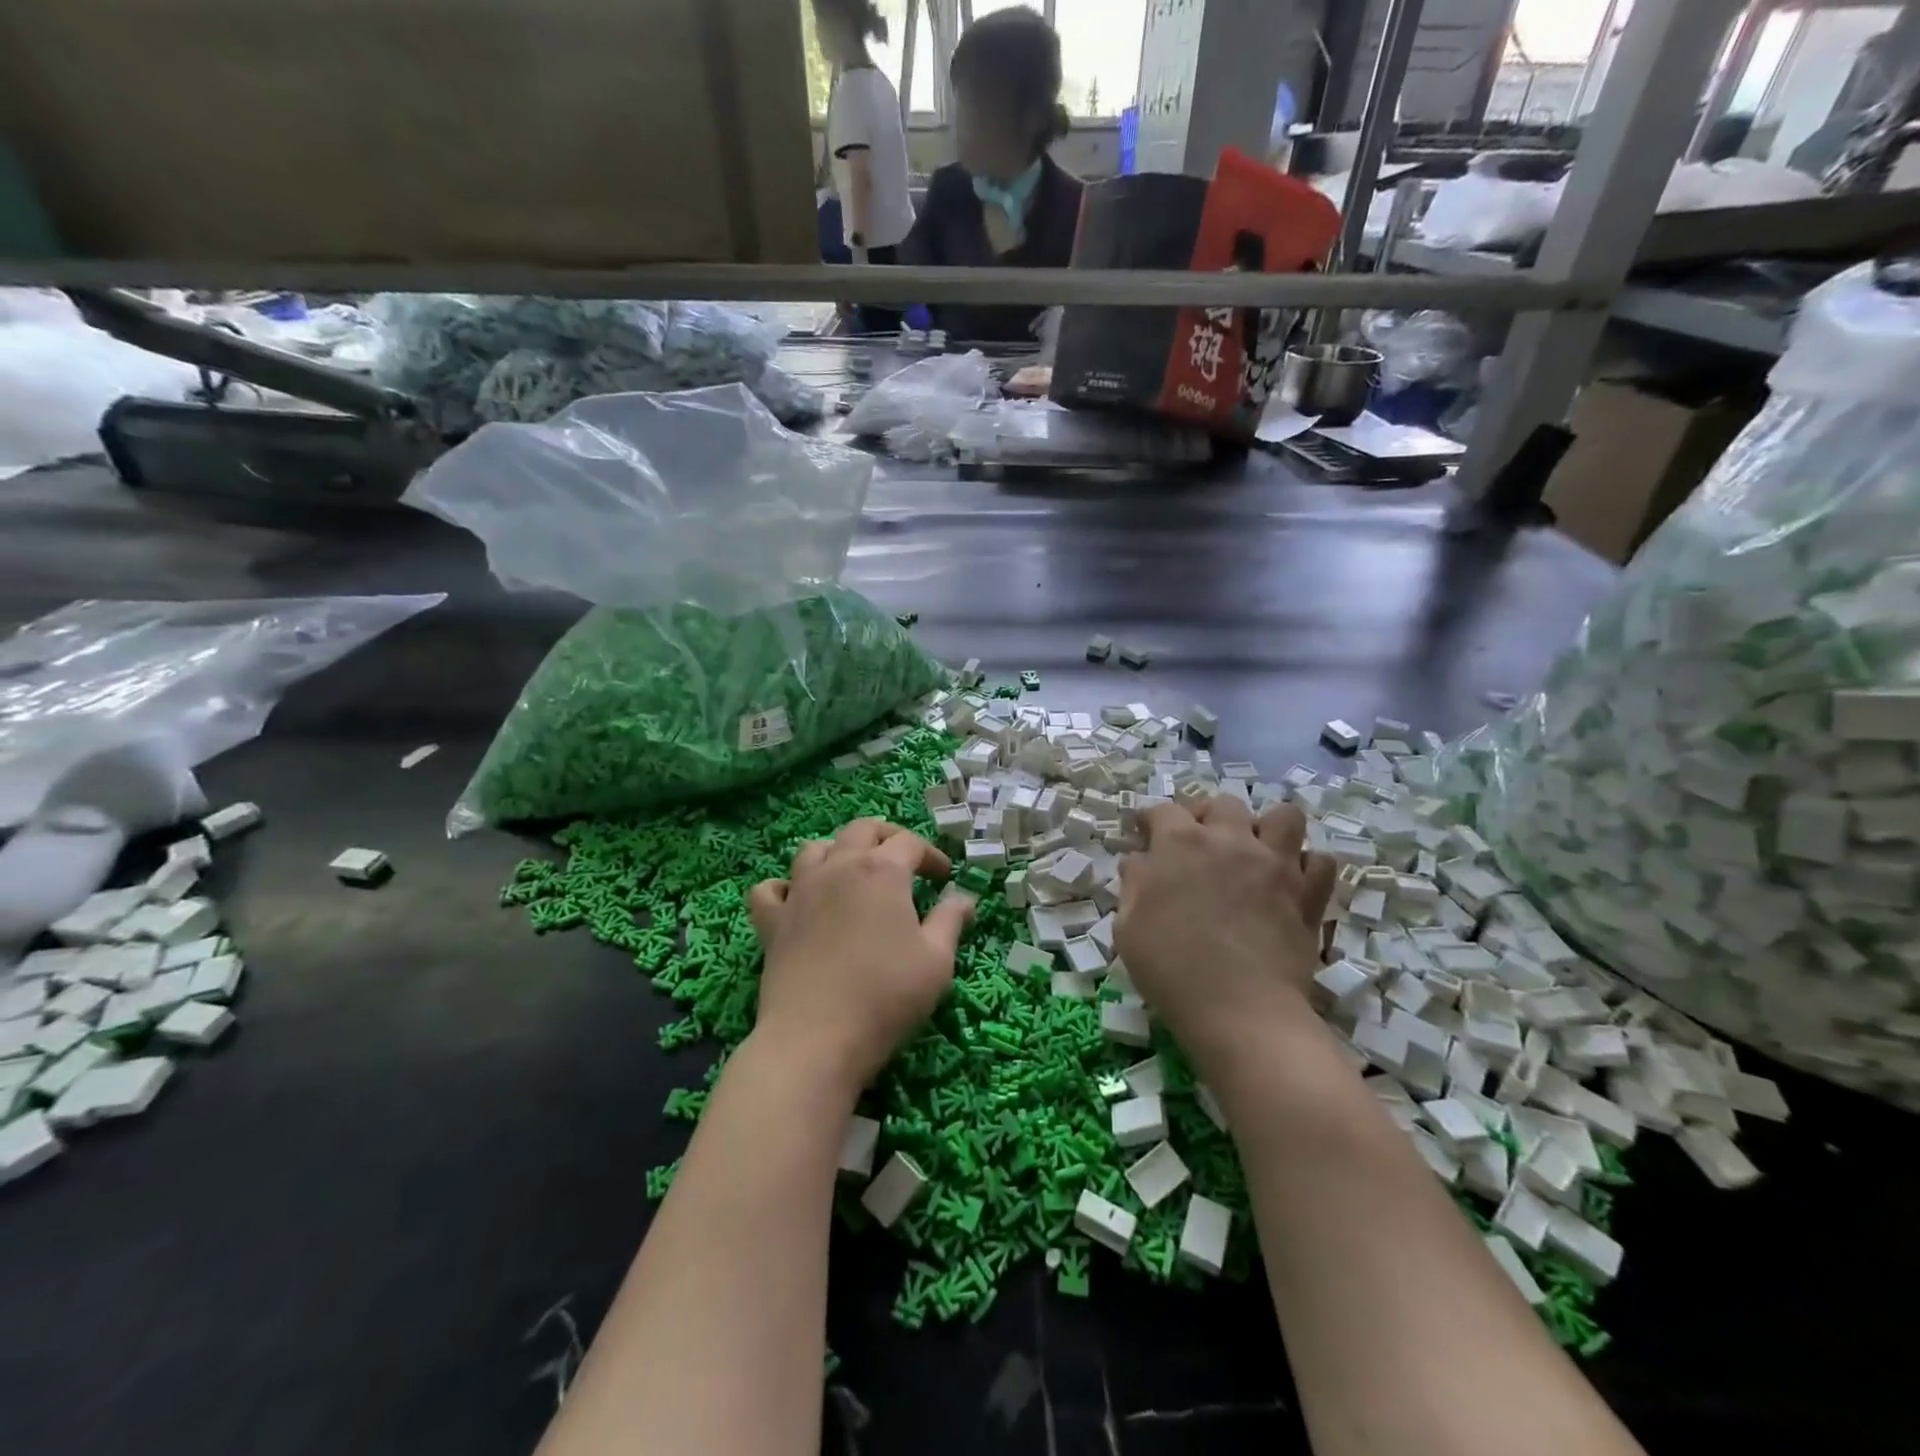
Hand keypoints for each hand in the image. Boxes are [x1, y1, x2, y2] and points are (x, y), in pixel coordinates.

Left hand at [747, 818, 974, 1094]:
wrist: (816, 1039)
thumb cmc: (886, 996)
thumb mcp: (937, 961)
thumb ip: (951, 921)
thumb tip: (963, 897)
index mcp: (882, 871)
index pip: (910, 843)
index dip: (932, 855)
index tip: (945, 877)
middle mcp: (838, 867)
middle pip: (861, 830)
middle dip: (887, 837)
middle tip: (904, 861)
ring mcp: (800, 892)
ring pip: (814, 849)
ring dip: (837, 851)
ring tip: (852, 872)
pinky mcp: (772, 922)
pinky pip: (770, 889)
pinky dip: (784, 887)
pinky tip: (797, 901)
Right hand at [1116, 797, 1336, 1066]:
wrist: (1240, 1009)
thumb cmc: (1171, 968)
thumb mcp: (1128, 926)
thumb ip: (1135, 883)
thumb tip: (1141, 861)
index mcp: (1180, 843)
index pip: (1163, 810)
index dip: (1150, 820)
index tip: (1144, 832)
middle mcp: (1230, 839)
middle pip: (1222, 803)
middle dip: (1207, 815)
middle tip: (1199, 843)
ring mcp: (1276, 863)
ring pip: (1283, 816)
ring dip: (1266, 828)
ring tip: (1254, 851)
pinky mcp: (1309, 892)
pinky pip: (1321, 861)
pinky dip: (1306, 866)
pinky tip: (1290, 882)